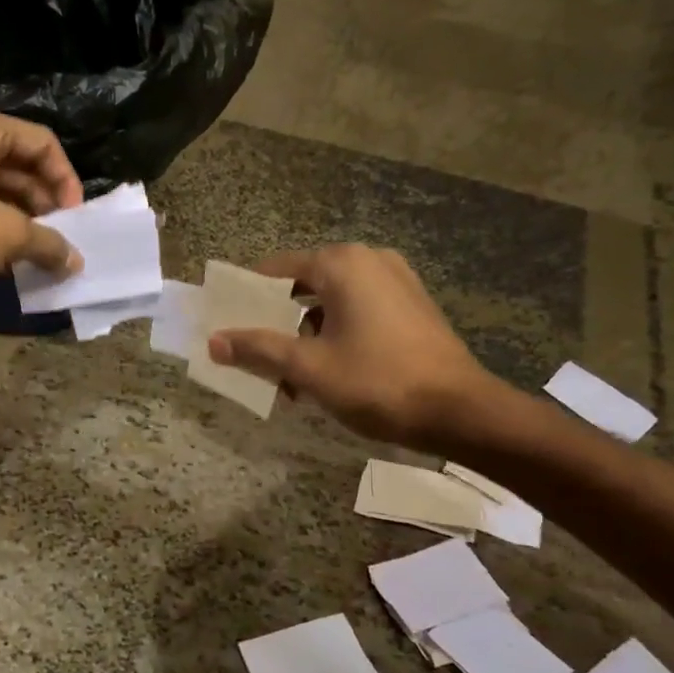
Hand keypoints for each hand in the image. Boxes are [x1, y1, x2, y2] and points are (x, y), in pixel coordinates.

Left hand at [0, 100, 84, 293]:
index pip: (43, 143)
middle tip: (61, 244)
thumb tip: (76, 260)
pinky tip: (7, 263)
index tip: (76, 222)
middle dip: (45, 207)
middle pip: (20, 166)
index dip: (67, 182)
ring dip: (22, 224)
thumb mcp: (3, 236)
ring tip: (39, 259)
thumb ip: (47, 243)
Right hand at [207, 245, 498, 446]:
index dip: (246, 295)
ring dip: (303, 334)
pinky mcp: (411, 305)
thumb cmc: (377, 382)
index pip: (276, 269)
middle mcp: (369, 261)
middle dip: (274, 320)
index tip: (224, 321)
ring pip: (330, 302)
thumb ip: (258, 349)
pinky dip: (333, 333)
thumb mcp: (308, 367)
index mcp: (342, 265)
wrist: (460, 411)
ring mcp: (395, 281)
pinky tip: (324, 372)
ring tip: (286, 375)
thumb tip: (214, 341)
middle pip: (303, 285)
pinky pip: (356, 311)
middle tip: (251, 352)